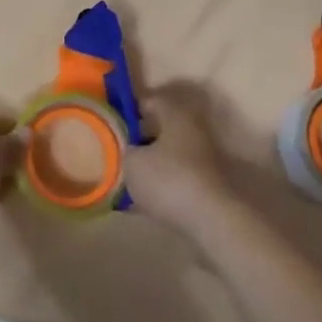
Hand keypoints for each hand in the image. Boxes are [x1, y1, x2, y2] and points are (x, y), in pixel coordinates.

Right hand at [125, 84, 236, 236]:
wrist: (210, 221)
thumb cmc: (168, 180)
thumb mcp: (132, 162)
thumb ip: (125, 150)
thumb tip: (128, 149)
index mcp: (176, 115)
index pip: (150, 101)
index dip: (129, 108)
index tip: (111, 119)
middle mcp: (192, 130)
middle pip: (160, 128)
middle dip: (138, 137)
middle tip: (115, 148)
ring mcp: (202, 159)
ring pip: (168, 154)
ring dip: (149, 162)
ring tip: (125, 175)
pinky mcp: (204, 185)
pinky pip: (175, 177)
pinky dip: (159, 183)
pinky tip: (140, 198)